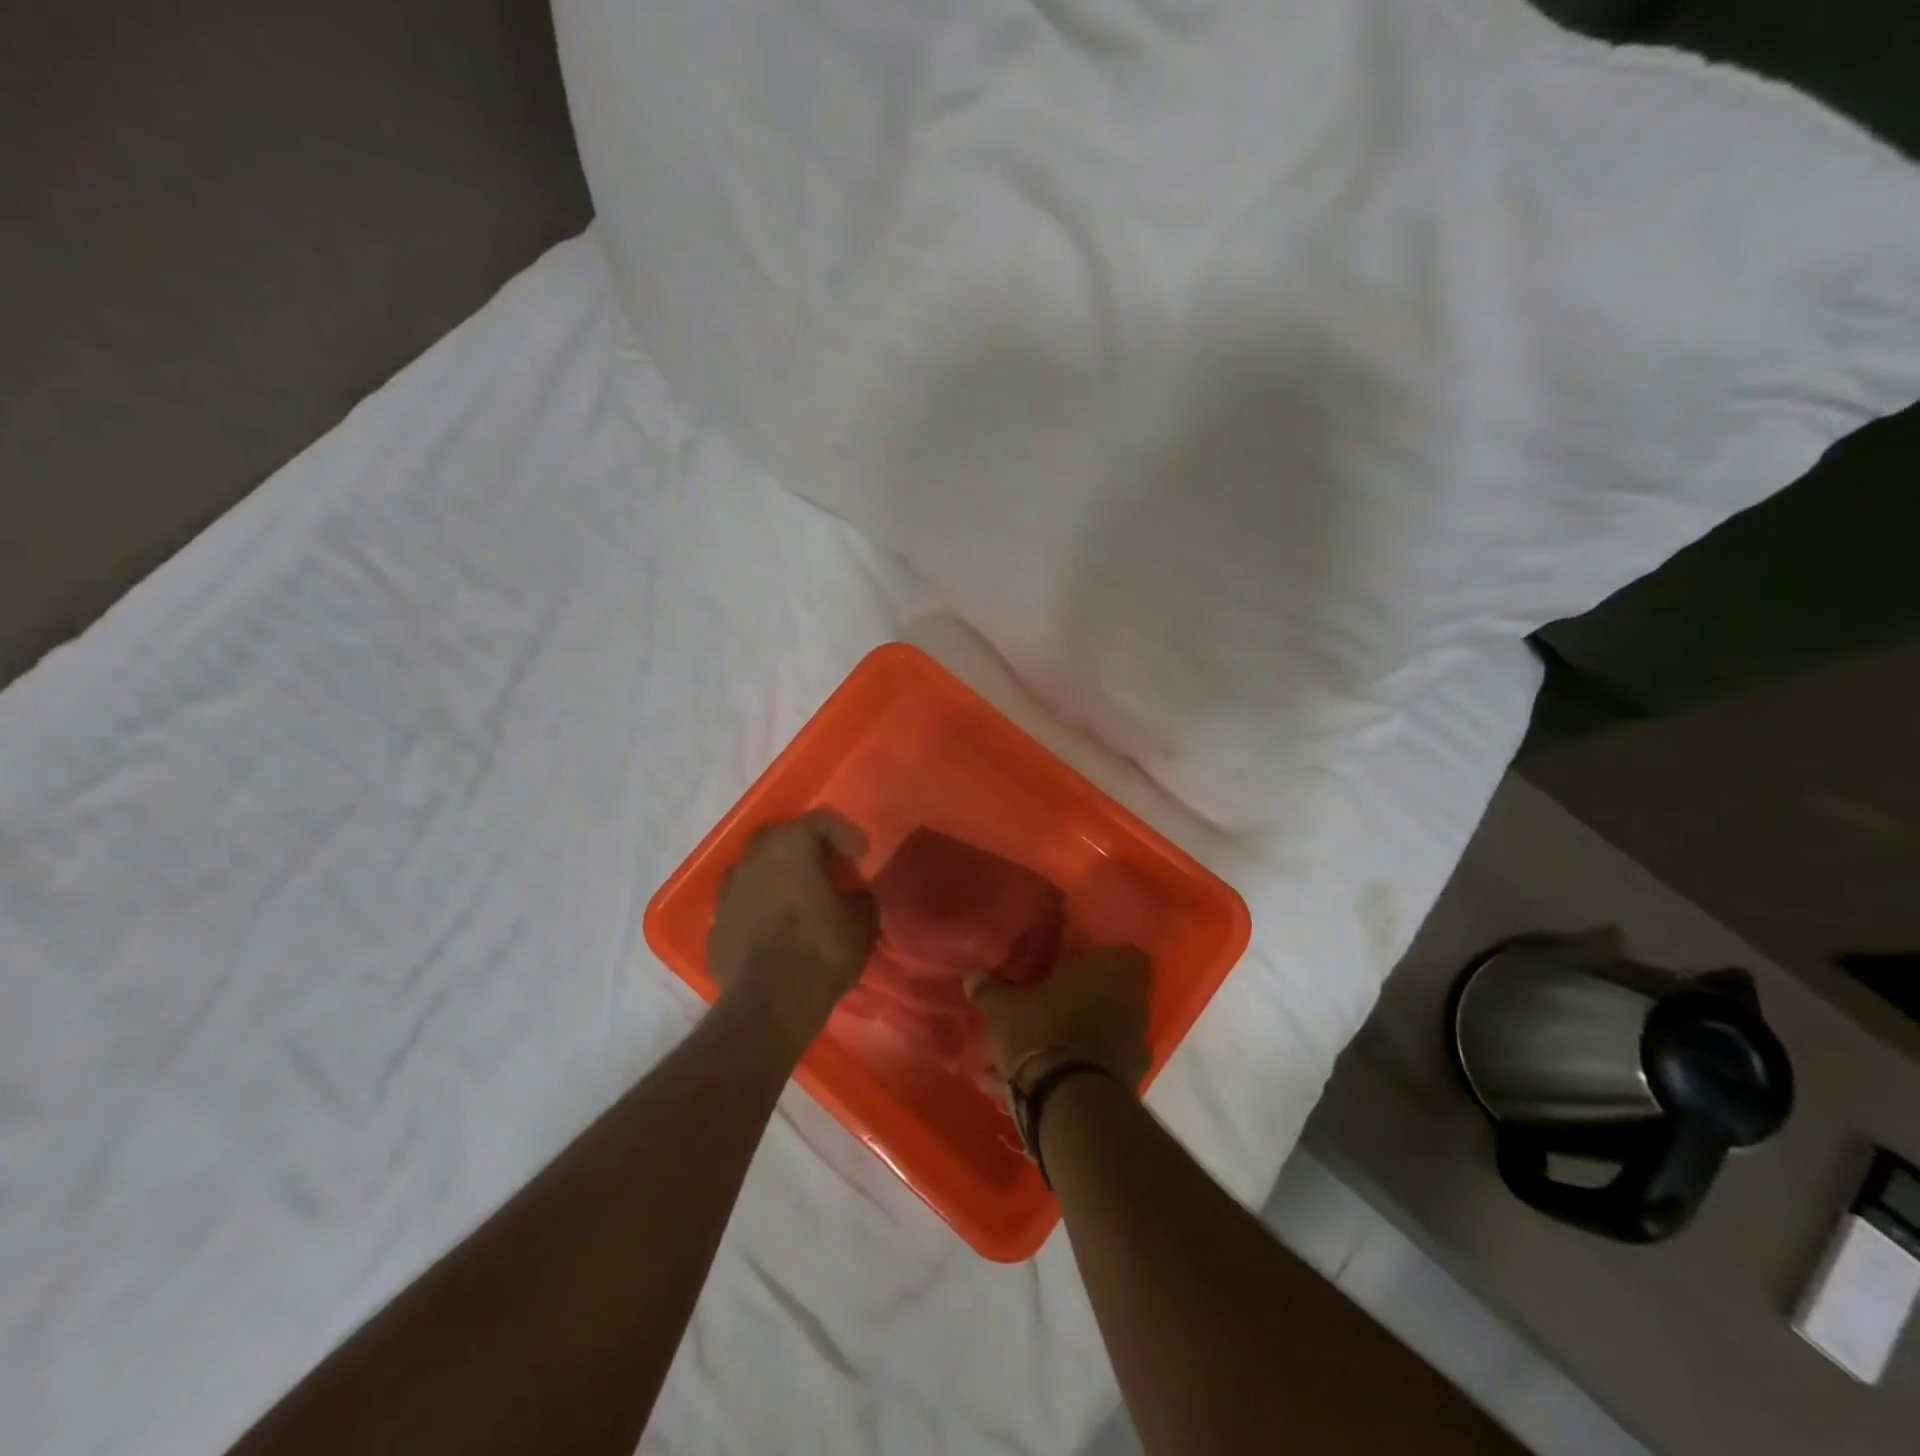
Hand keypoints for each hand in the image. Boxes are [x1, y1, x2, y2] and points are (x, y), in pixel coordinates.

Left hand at [707, 810, 878, 1048]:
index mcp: (789, 847)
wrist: (768, 1005)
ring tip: (798, 899)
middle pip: (779, 837)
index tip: (861, 855)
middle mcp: (752, 860)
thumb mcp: (861, 925)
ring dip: (777, 878)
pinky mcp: (715, 927)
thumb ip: (863, 902)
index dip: (843, 833)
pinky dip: (759, 909)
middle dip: (804, 848)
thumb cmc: (820, 950)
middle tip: (826, 868)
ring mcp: (727, 893)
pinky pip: (742, 905)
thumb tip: (860, 900)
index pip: (818, 820)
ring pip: (754, 870)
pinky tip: (776, 931)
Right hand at [967, 946, 1151, 1092]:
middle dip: (1075, 1003)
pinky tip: (1025, 1088)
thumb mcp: (1002, 1008)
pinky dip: (1066, 1074)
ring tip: (1024, 1057)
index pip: (1121, 953)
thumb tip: (973, 977)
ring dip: (1069, 1041)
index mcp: (1113, 971)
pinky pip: (1093, 1069)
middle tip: (1041, 1009)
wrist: (1071, 1104)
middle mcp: (1134, 1004)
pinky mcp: (1127, 1084)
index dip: (1096, 959)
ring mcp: (1134, 1046)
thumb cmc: (1042, 1032)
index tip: (1068, 968)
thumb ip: (989, 990)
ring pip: (1097, 1034)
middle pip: (1106, 996)